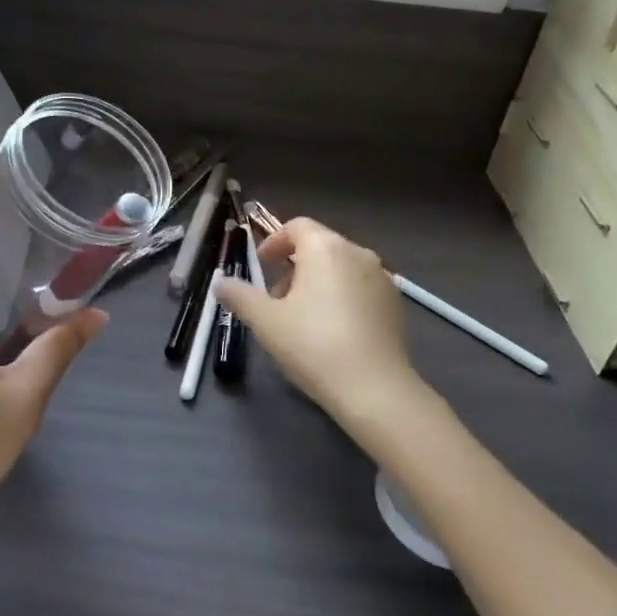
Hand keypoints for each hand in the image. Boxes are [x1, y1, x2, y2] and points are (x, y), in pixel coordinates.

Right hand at [216, 217, 422, 445]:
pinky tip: (334, 332)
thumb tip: (221, 283)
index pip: (297, 226)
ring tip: (304, 318)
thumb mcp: (265, 321)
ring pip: (342, 267)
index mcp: (326, 248)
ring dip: (318, 282)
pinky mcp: (395, 303)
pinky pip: (361, 288)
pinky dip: (342, 297)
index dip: (275, 242)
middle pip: (320, 245)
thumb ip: (240, 295)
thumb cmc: (313, 345)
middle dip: (294, 266)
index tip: (262, 266)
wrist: (374, 388)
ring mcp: (382, 278)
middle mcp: (358, 253)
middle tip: (277, 299)